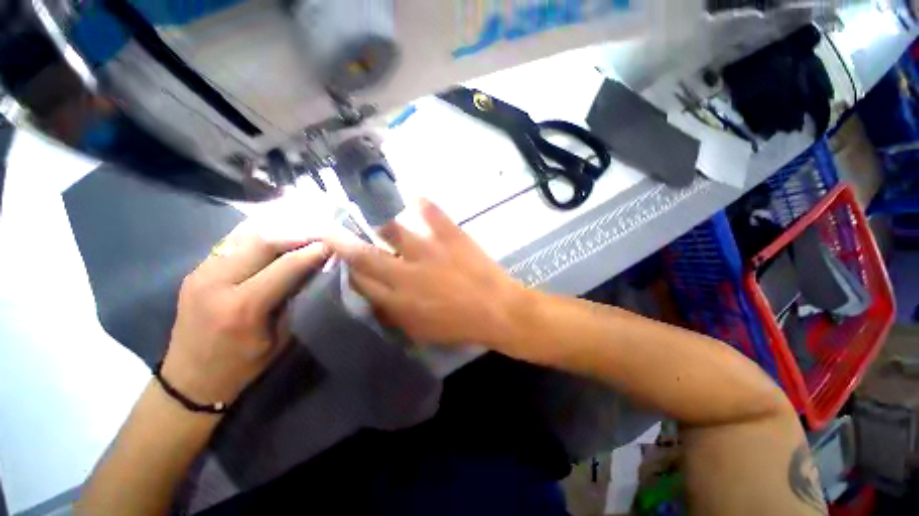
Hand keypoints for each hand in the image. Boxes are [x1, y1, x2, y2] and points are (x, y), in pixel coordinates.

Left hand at [161, 224, 330, 406]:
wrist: (190, 380)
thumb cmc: (242, 366)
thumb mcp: (280, 338)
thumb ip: (294, 300)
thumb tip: (313, 270)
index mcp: (242, 308)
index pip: (285, 266)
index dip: (313, 251)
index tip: (333, 243)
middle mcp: (216, 283)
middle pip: (262, 242)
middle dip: (296, 234)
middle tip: (319, 233)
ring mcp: (200, 273)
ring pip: (245, 236)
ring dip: (277, 231)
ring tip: (301, 231)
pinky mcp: (195, 271)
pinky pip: (231, 243)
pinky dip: (258, 236)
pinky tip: (274, 236)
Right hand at [325, 199, 527, 346]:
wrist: (497, 310)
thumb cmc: (460, 326)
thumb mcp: (422, 332)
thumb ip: (395, 315)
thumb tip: (377, 299)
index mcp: (399, 300)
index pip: (361, 282)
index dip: (349, 271)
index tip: (344, 262)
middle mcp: (406, 273)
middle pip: (365, 255)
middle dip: (342, 243)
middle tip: (328, 230)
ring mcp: (428, 250)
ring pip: (393, 230)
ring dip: (380, 223)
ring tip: (372, 213)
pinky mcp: (450, 236)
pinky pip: (431, 212)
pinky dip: (421, 201)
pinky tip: (413, 194)